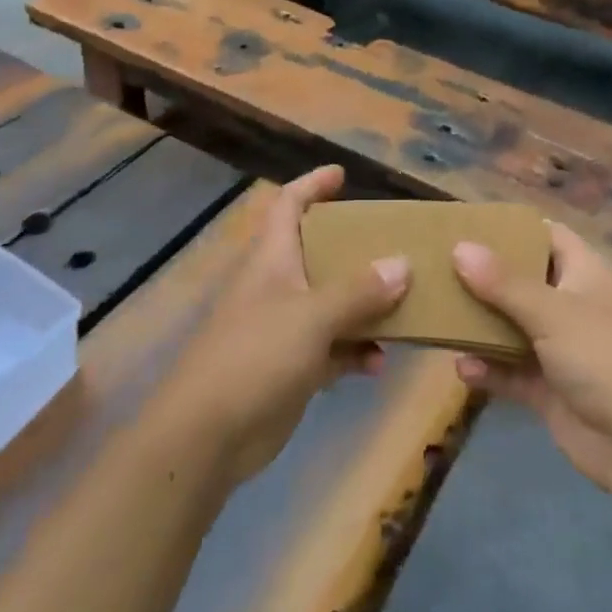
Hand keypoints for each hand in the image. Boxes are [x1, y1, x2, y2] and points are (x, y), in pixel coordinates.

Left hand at [153, 166, 408, 483]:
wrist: (207, 435)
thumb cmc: (256, 356)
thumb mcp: (312, 316)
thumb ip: (358, 291)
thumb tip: (402, 264)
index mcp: (273, 258)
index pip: (289, 204)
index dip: (313, 184)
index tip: (343, 175)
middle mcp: (278, 285)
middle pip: (319, 252)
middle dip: (356, 250)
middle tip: (395, 246)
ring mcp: (283, 327)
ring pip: (332, 303)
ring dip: (365, 307)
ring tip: (405, 308)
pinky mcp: (290, 367)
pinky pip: (332, 348)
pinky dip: (355, 351)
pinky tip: (379, 364)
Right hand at [452, 224, 611, 497]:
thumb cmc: (604, 357)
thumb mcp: (553, 312)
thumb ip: (503, 282)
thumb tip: (459, 247)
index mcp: (585, 274)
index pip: (548, 236)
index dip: (513, 228)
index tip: (469, 225)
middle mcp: (572, 305)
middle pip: (523, 281)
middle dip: (485, 277)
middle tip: (439, 267)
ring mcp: (562, 349)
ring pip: (513, 327)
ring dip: (481, 325)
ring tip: (439, 315)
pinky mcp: (551, 389)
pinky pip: (512, 371)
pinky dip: (489, 369)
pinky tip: (462, 369)